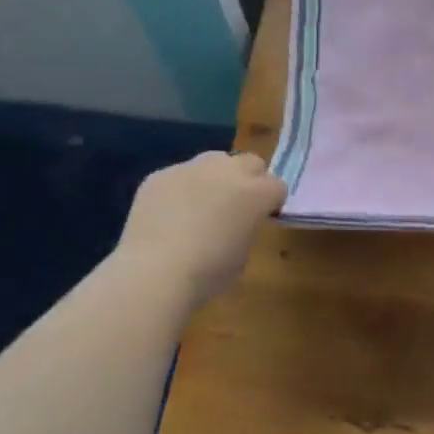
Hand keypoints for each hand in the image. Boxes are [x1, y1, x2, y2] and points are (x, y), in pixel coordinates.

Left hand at [116, 152, 286, 306]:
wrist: (156, 272)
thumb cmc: (209, 272)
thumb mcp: (244, 253)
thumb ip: (247, 227)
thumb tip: (238, 222)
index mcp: (257, 193)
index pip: (277, 186)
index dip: (270, 203)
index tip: (260, 219)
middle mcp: (228, 171)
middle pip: (250, 162)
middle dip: (248, 180)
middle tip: (235, 206)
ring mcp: (192, 168)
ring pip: (213, 161)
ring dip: (215, 177)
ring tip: (200, 204)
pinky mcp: (160, 175)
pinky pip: (178, 175)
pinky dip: (179, 189)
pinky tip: (168, 214)